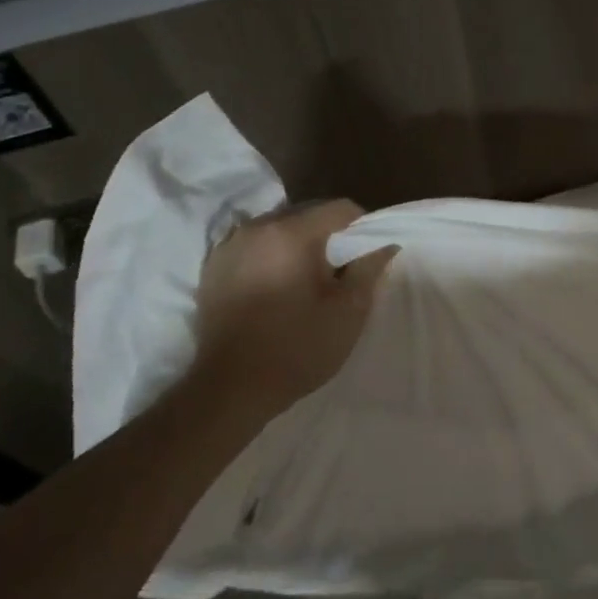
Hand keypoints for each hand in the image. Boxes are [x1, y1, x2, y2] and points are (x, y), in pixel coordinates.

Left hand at [189, 200, 398, 414]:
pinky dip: (269, 257)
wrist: (230, 390)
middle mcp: (256, 228)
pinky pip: (252, 247)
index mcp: (291, 233)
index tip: (365, 258)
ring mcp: (228, 247)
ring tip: (305, 281)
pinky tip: (275, 289)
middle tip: (338, 273)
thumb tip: (385, 244)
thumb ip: (370, 268)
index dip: (362, 229)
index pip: (340, 208)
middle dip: (328, 236)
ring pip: (278, 229)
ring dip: (297, 245)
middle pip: (307, 214)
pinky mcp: (212, 268)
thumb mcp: (349, 311)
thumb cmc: (297, 348)